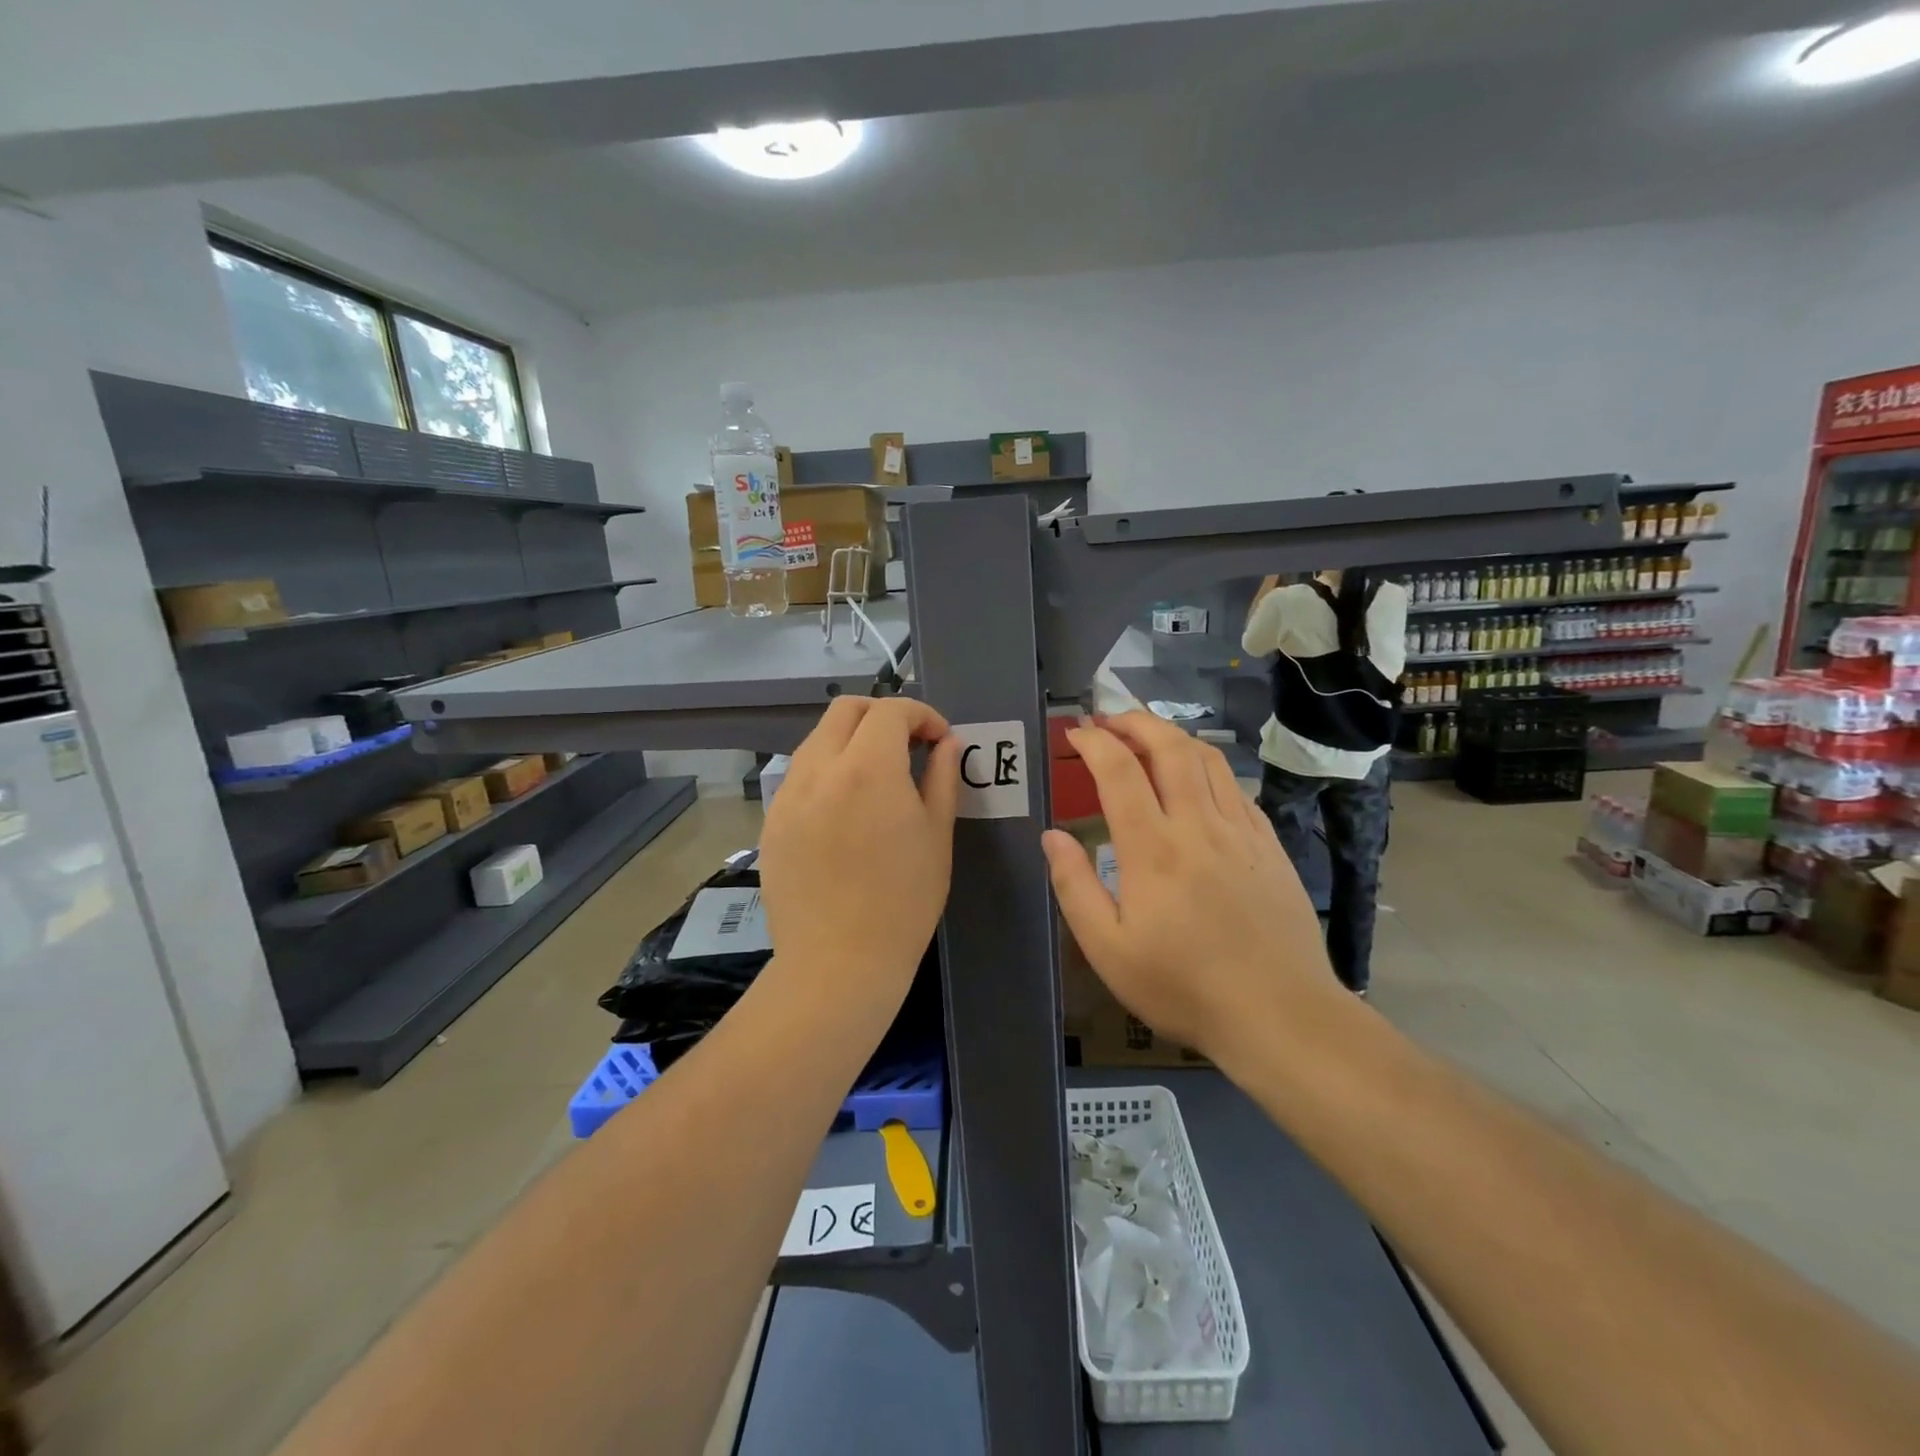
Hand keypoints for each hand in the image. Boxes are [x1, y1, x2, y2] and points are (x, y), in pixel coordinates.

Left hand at [758, 697, 960, 1013]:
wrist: (838, 964)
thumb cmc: (903, 902)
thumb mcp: (936, 836)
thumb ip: (942, 777)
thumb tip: (945, 743)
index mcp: (867, 769)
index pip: (891, 711)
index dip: (921, 715)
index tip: (938, 740)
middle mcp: (819, 769)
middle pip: (845, 710)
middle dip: (882, 715)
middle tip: (907, 746)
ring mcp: (788, 795)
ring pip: (817, 740)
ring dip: (851, 741)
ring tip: (876, 778)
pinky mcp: (771, 821)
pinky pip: (800, 776)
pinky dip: (827, 772)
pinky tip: (844, 810)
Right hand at [1041, 712, 1340, 1066]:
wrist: (1280, 1014)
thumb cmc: (1183, 987)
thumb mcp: (1109, 950)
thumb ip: (1074, 887)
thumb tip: (1052, 835)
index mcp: (1153, 849)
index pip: (1120, 771)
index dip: (1094, 742)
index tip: (1075, 732)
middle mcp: (1198, 825)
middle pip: (1169, 747)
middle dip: (1134, 721)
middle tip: (1108, 718)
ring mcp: (1241, 830)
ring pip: (1207, 759)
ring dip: (1172, 735)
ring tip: (1147, 735)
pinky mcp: (1269, 844)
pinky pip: (1234, 787)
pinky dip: (1207, 767)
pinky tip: (1195, 780)